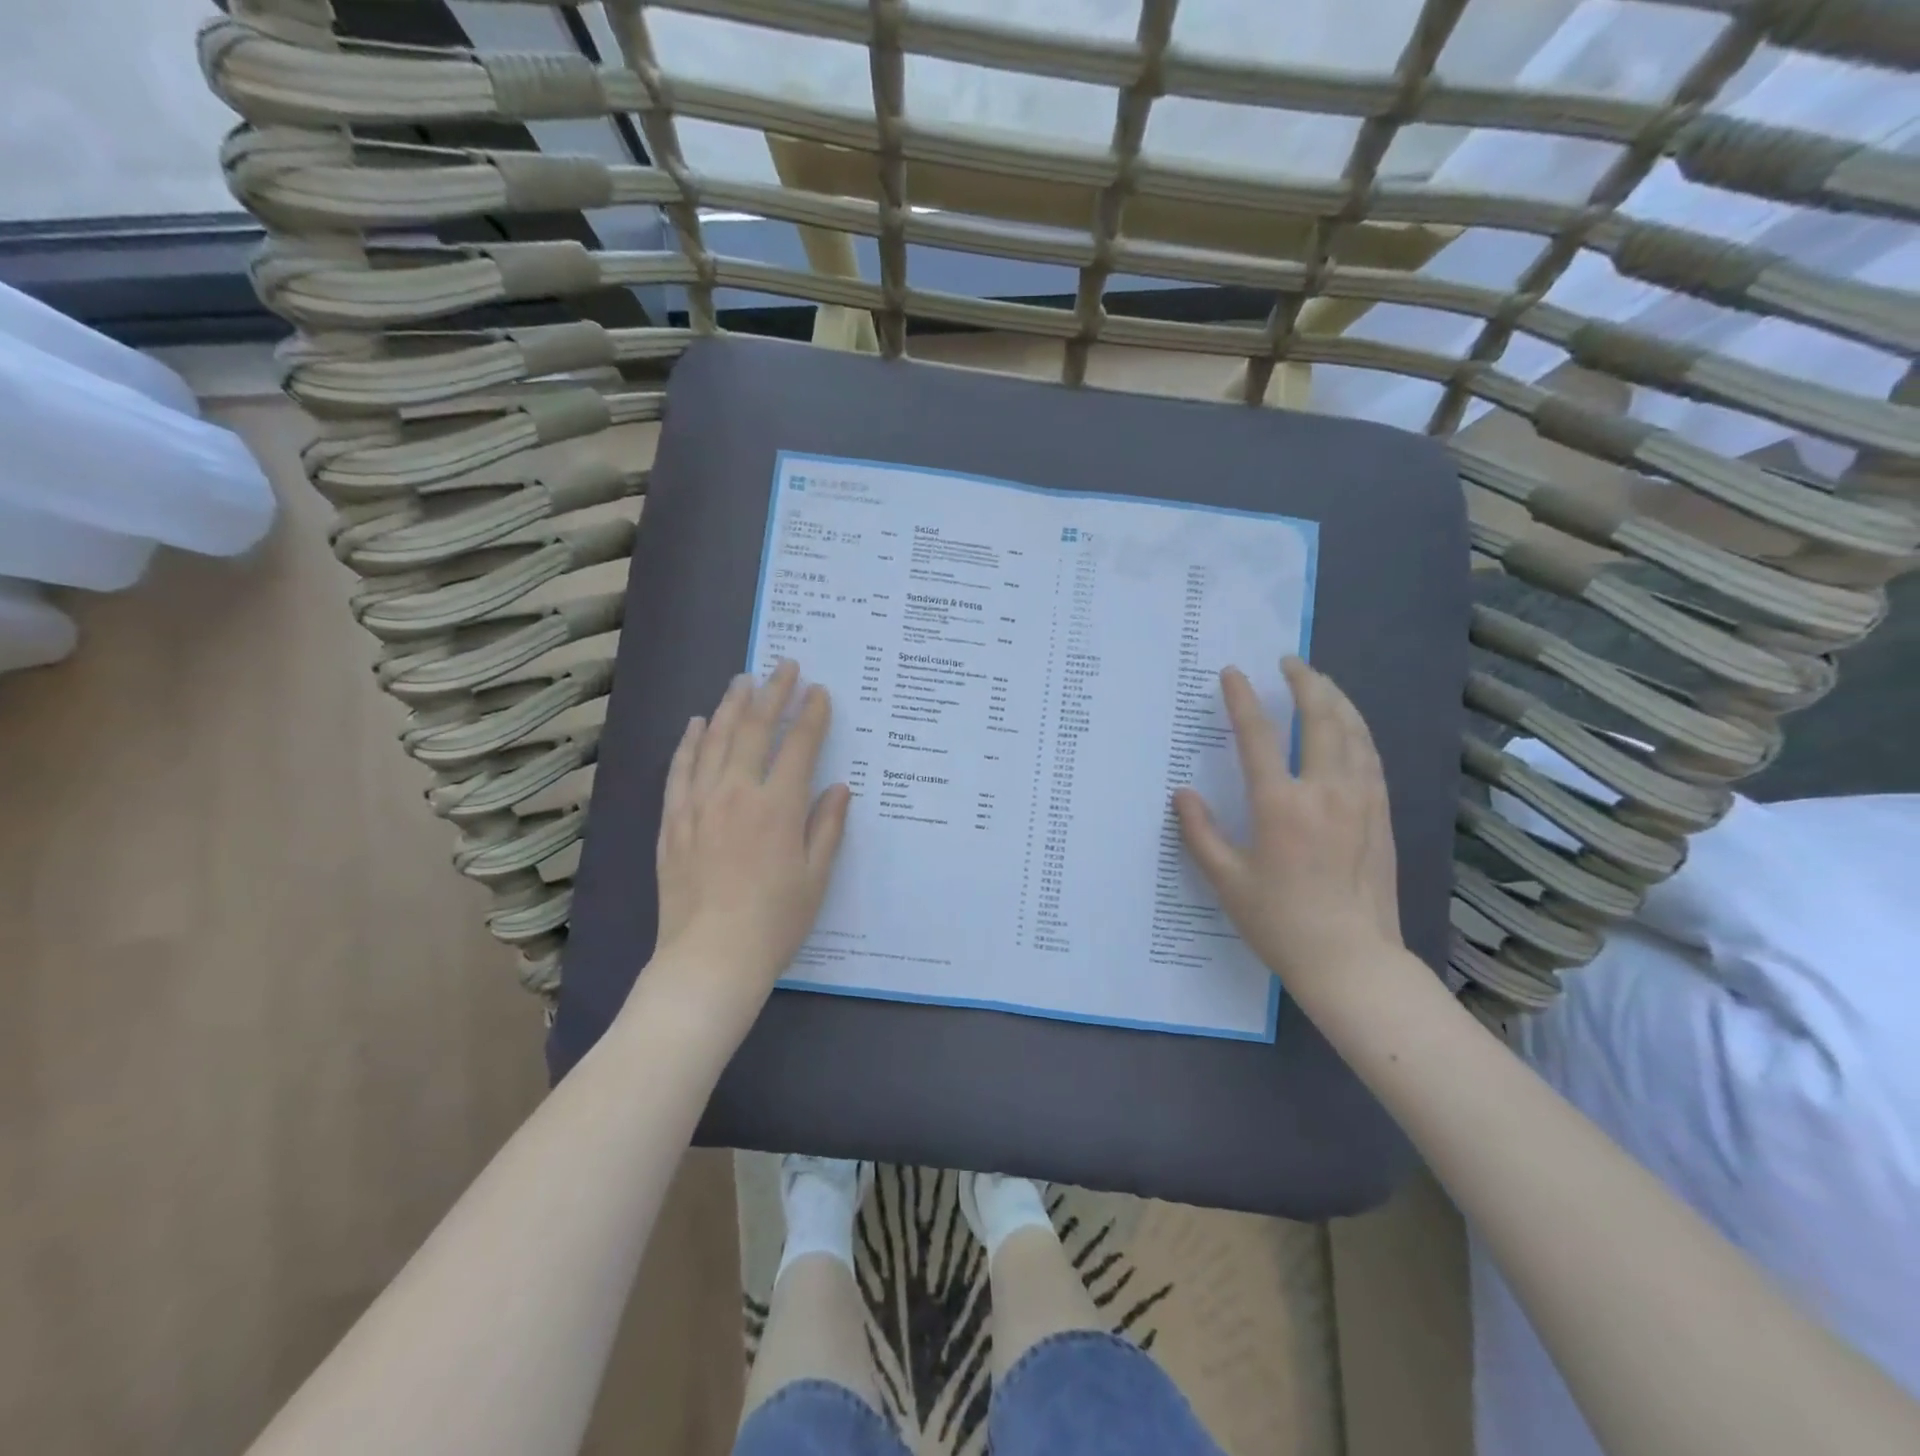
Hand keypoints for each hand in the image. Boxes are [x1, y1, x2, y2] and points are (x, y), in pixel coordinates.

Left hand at [645, 660, 849, 1027]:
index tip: (820, 692)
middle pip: (753, 729)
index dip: (811, 714)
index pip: (799, 745)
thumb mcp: (816, 877)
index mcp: (778, 807)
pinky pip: (680, 770)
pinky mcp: (672, 821)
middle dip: (772, 693)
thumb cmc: (775, 922)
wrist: (710, 959)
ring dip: (730, 706)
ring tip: (743, 681)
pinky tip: (696, 723)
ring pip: (713, 740)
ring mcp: (699, 804)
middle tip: (784, 667)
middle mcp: (737, 794)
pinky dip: (689, 742)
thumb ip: (827, 827)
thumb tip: (838, 787)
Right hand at [1174, 657, 1401, 997]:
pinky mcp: (1381, 815)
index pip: (1258, 736)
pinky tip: (1350, 727)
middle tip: (1290, 662)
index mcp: (1280, 805)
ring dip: (1336, 699)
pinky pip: (1371, 757)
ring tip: (1321, 681)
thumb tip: (1182, 794)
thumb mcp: (1227, 880)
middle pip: (1321, 718)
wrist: (1352, 960)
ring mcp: (1361, 801)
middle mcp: (1325, 791)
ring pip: (1354, 732)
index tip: (1232, 673)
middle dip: (1305, 682)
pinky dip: (1357, 730)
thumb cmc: (1280, 922)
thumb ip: (1200, 833)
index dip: (1242, 699)